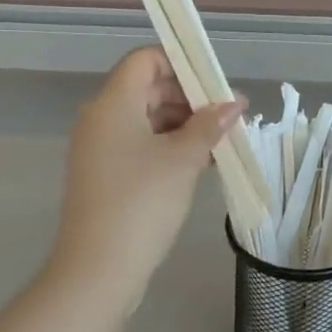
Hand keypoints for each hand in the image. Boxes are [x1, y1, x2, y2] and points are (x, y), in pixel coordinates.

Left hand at [54, 48, 242, 301]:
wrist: (97, 272)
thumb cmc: (142, 203)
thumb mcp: (183, 160)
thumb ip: (210, 125)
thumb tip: (234, 102)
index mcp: (113, 103)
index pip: (145, 59)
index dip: (181, 64)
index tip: (213, 86)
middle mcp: (100, 118)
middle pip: (147, 88)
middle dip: (189, 97)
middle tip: (226, 116)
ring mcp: (98, 148)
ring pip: (145, 118)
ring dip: (182, 124)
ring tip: (218, 142)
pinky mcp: (102, 174)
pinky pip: (137, 144)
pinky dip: (167, 146)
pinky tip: (198, 163)